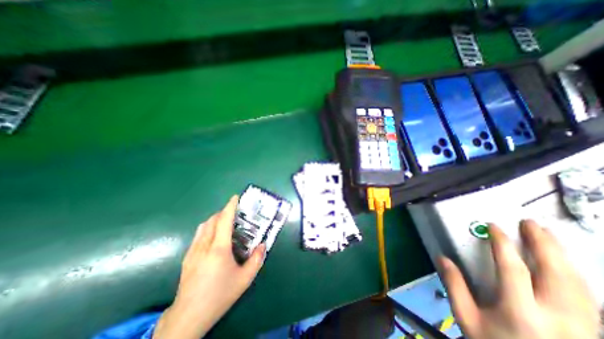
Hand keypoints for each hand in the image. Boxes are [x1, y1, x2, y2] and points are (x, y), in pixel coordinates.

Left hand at [154, 196, 264, 338]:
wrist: (188, 316)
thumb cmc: (219, 295)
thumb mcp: (244, 279)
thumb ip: (256, 260)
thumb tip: (263, 245)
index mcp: (218, 249)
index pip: (224, 220)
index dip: (230, 207)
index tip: (235, 197)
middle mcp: (204, 245)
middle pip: (212, 220)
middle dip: (223, 212)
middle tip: (235, 213)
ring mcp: (193, 251)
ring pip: (203, 226)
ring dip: (215, 219)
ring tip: (225, 223)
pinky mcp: (187, 257)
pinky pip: (198, 235)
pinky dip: (208, 228)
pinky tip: (214, 238)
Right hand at [442, 219, 601, 337]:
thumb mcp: (467, 318)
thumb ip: (454, 286)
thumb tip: (442, 258)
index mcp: (521, 312)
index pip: (513, 268)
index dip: (502, 243)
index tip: (494, 226)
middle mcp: (560, 318)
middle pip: (557, 273)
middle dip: (543, 244)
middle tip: (531, 223)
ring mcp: (587, 329)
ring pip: (580, 285)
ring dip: (563, 256)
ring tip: (549, 236)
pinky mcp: (595, 334)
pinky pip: (591, 299)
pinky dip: (577, 276)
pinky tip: (568, 266)